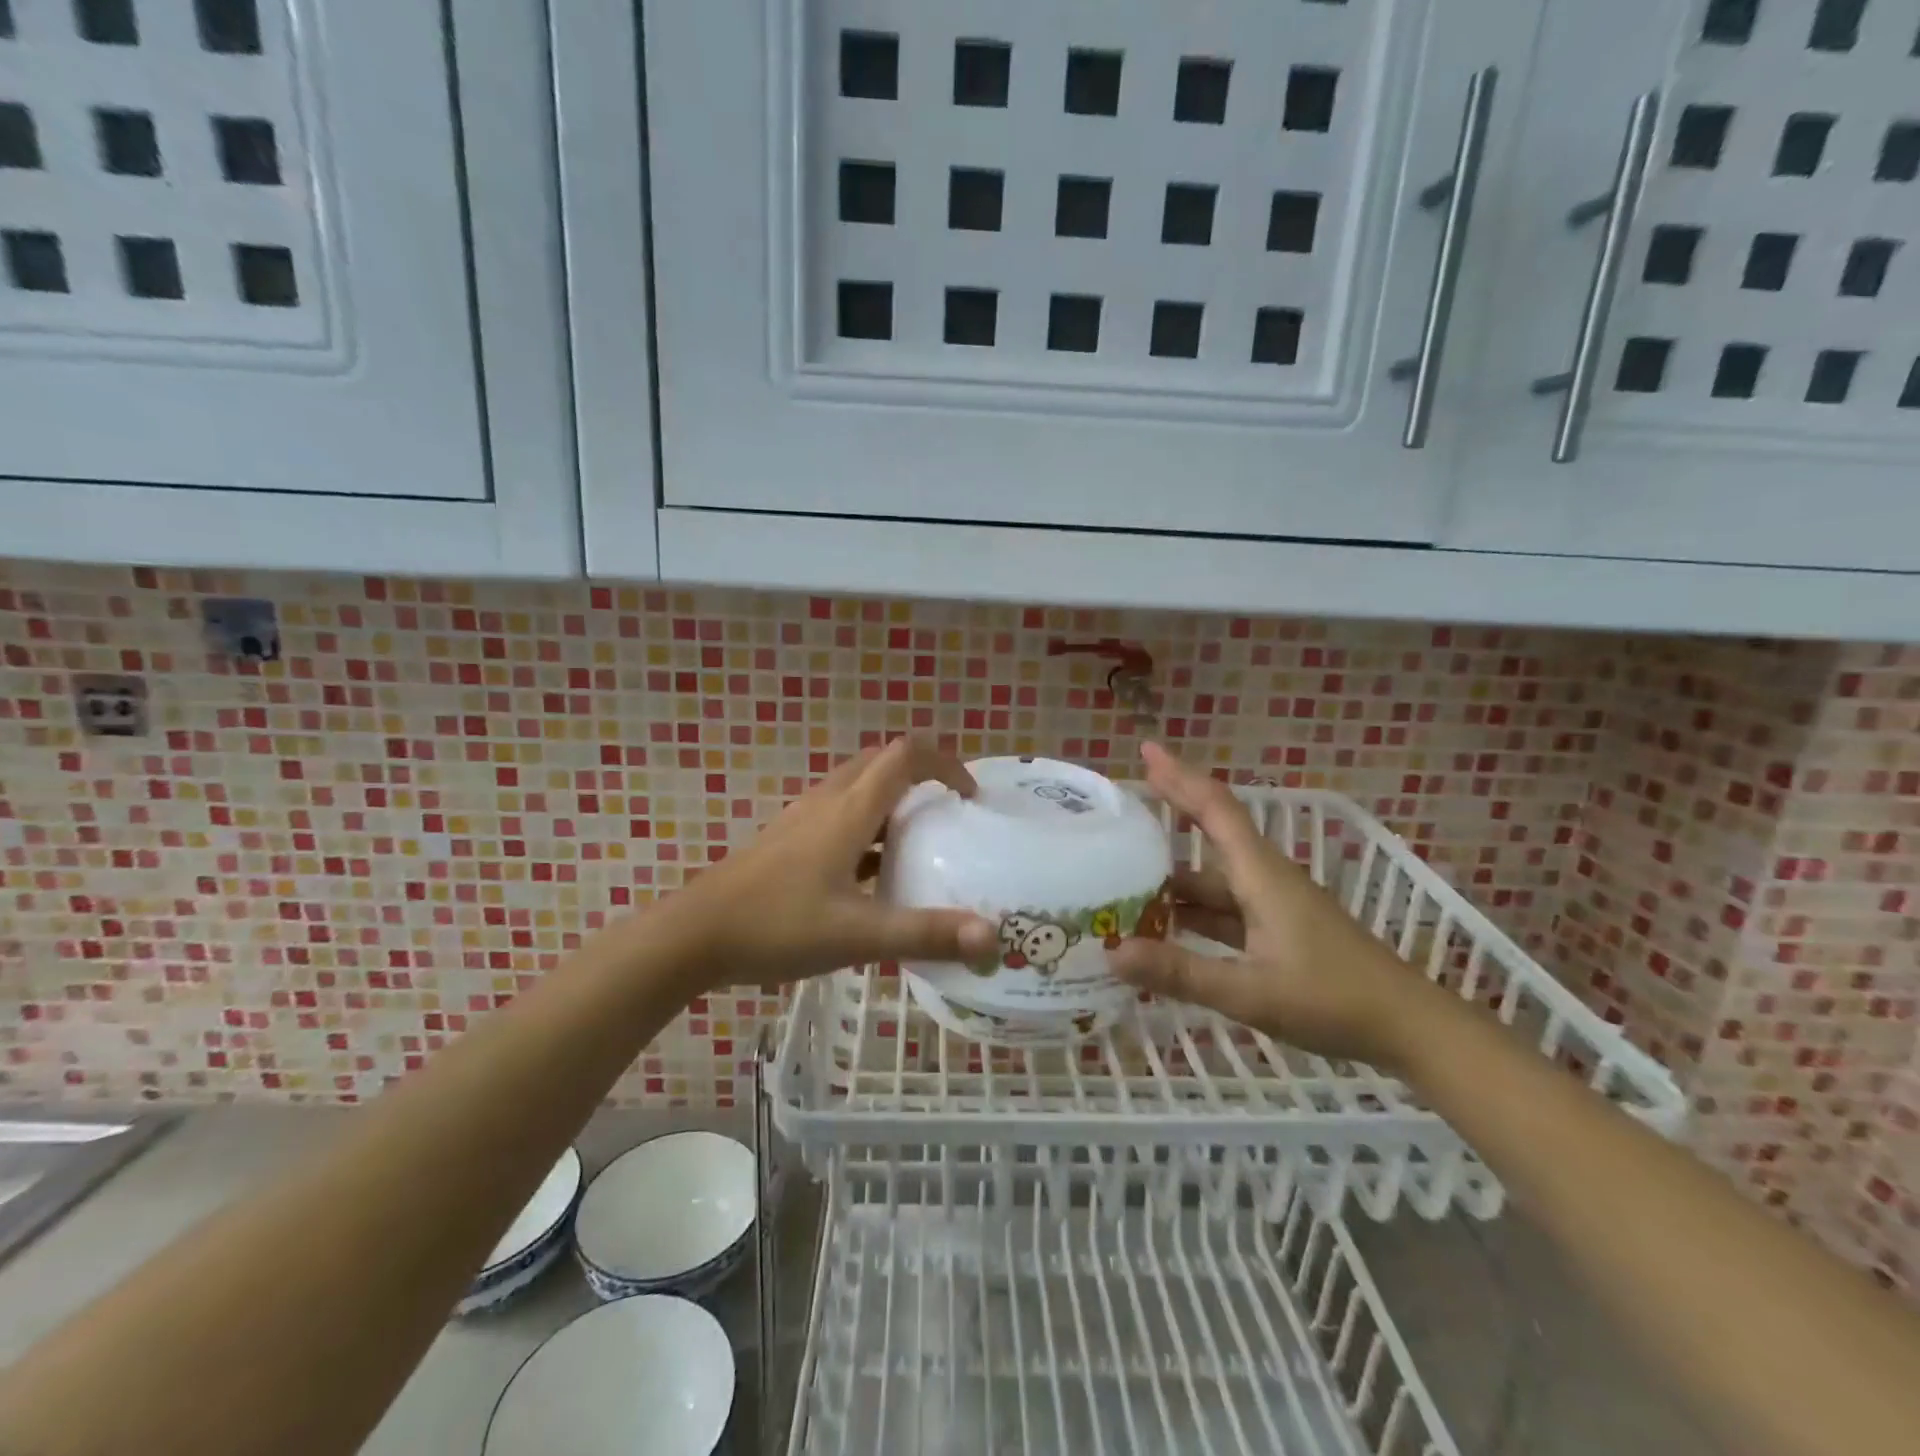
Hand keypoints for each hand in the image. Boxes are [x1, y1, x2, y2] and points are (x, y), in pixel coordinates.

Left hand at [668, 737, 997, 987]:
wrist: (693, 936)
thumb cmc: (777, 926)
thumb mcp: (857, 935)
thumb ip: (925, 933)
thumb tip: (992, 937)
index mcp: (849, 810)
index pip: (906, 754)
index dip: (945, 762)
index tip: (969, 797)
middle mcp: (828, 801)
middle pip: (882, 762)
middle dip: (922, 775)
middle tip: (949, 813)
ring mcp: (803, 819)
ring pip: (858, 788)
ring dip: (893, 800)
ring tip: (920, 842)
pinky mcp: (788, 841)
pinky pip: (839, 814)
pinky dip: (868, 826)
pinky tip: (873, 873)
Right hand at [1109, 743, 1444, 1070]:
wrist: (1410, 1028)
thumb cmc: (1333, 1000)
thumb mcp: (1251, 991)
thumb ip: (1182, 972)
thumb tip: (1113, 954)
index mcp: (1260, 875)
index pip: (1215, 809)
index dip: (1180, 777)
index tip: (1146, 750)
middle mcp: (1264, 879)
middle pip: (1211, 835)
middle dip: (1169, 815)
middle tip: (1120, 810)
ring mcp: (1273, 906)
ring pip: (1214, 880)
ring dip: (1173, 878)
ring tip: (1122, 880)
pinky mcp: (1278, 931)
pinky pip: (1224, 910)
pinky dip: (1192, 913)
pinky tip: (1164, 930)